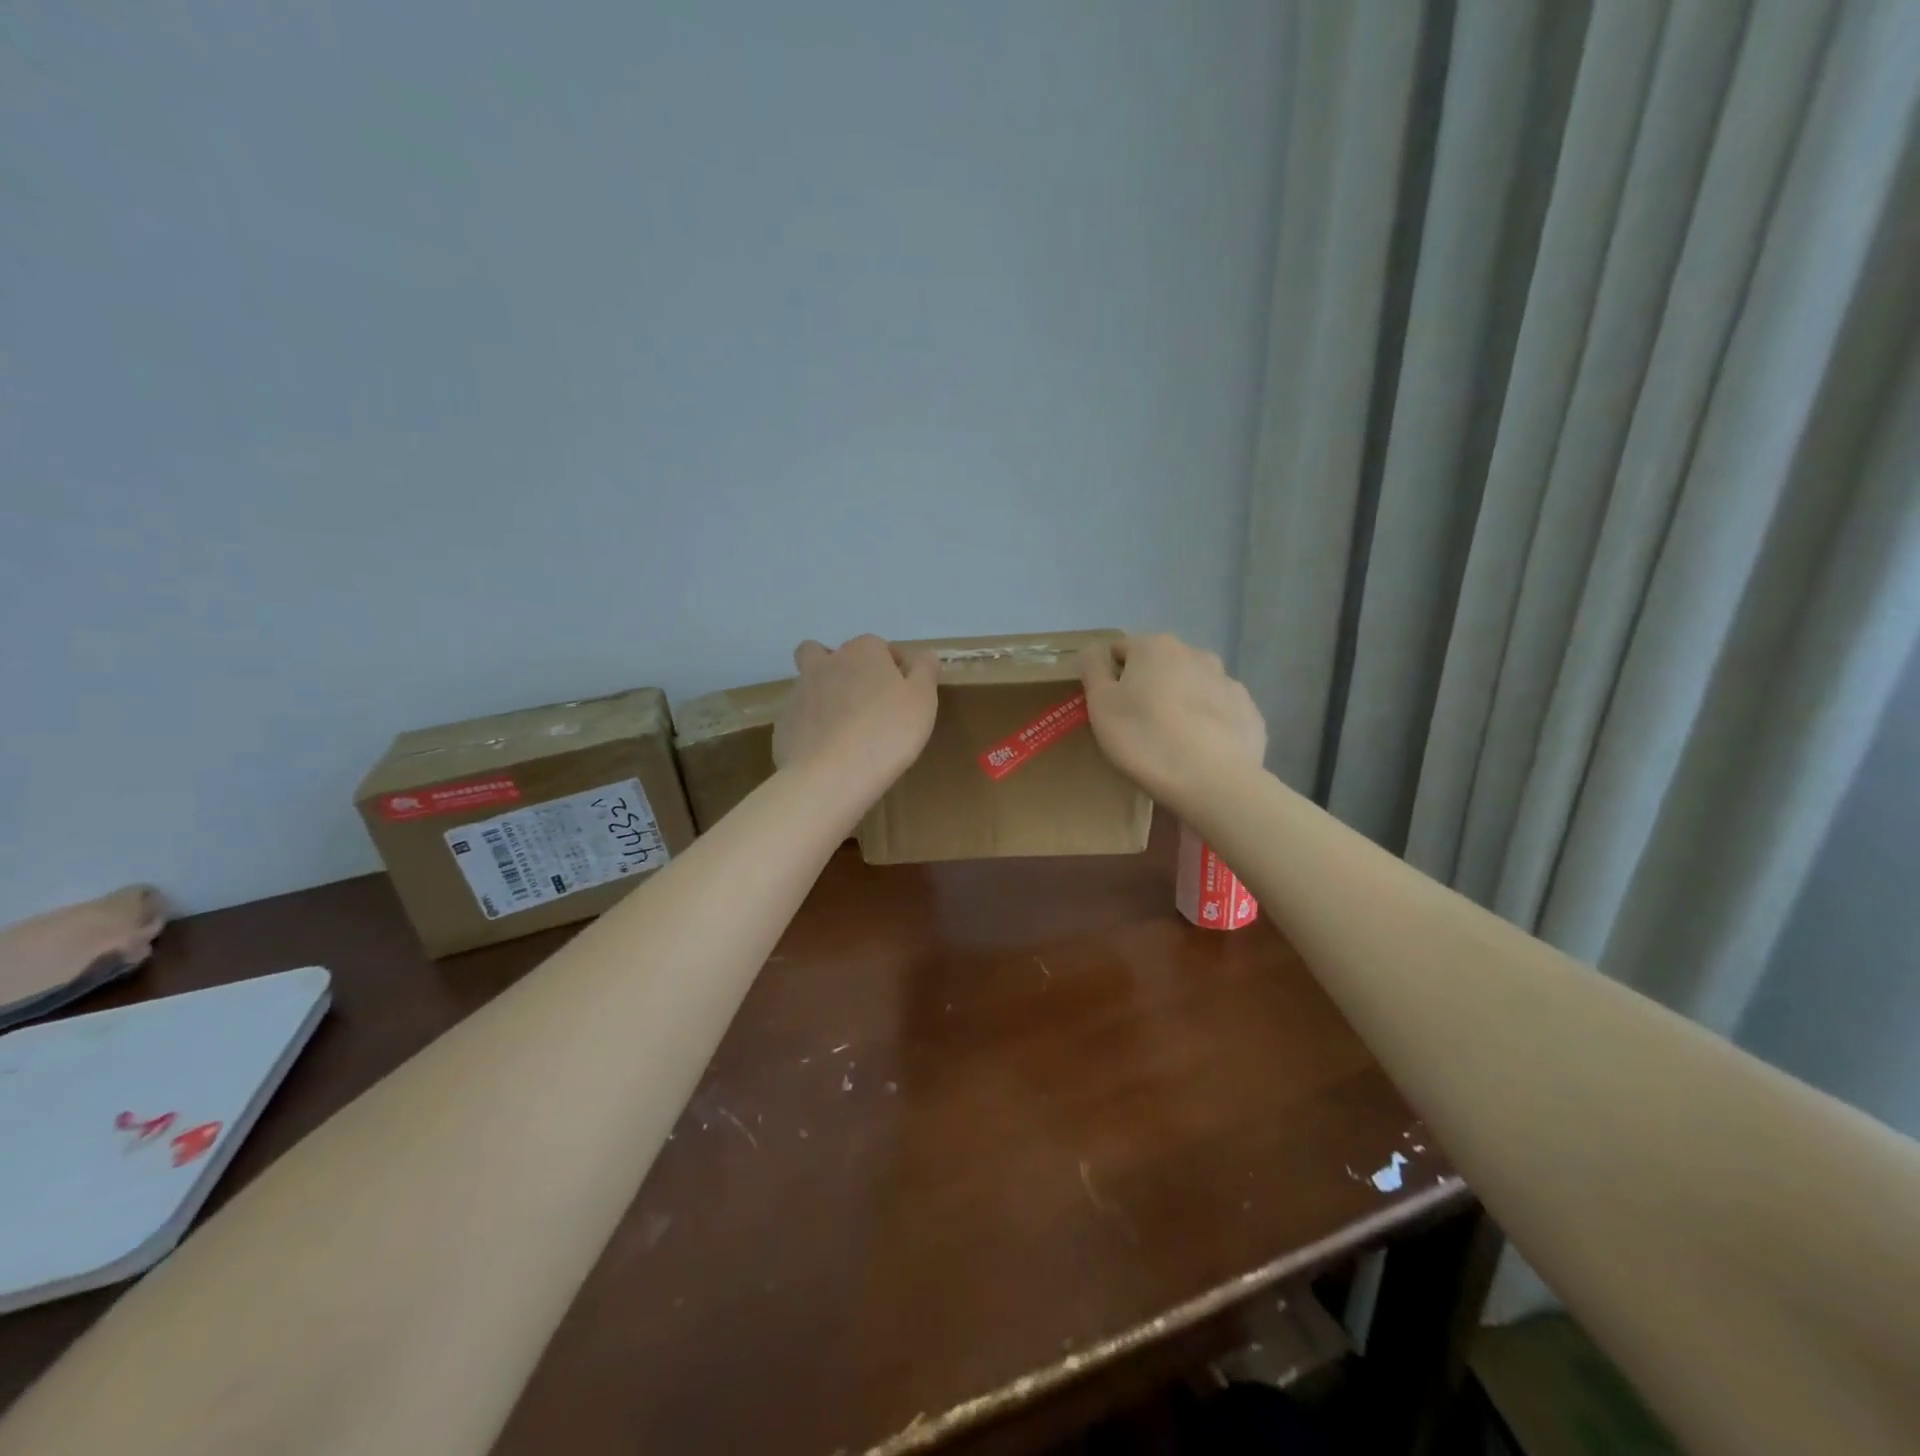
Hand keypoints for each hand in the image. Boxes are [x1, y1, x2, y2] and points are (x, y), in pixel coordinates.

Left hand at [774, 635, 938, 809]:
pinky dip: (812, 727)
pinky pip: (800, 718)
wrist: (830, 777)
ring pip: (811, 684)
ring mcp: (799, 693)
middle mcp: (826, 663)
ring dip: (825, 696)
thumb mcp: (922, 700)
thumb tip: (925, 654)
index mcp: (863, 651)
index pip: (880, 647)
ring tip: (844, 730)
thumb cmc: (887, 733)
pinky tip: (827, 752)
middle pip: (832, 655)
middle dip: (845, 670)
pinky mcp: (784, 724)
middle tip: (865, 702)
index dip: (892, 668)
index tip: (902, 695)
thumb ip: (925, 671)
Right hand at [1078, 633, 1265, 809]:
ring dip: (1179, 704)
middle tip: (1137, 726)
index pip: (1120, 650)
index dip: (1109, 677)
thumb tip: (1093, 650)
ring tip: (1171, 742)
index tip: (1107, 708)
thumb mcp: (1101, 705)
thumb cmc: (1144, 739)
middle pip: (1160, 666)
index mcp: (1155, 647)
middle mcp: (1195, 653)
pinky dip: (1207, 725)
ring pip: (1192, 687)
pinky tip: (1199, 752)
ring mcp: (1228, 682)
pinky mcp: (1249, 712)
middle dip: (1148, 688)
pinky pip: (1218, 713)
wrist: (1213, 782)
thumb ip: (1093, 669)